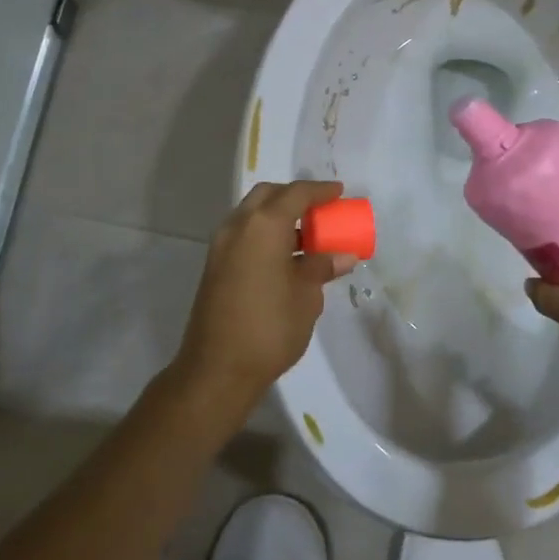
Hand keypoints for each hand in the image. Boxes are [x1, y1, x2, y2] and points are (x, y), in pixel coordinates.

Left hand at [175, 180, 354, 413]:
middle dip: (294, 197)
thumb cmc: (270, 328)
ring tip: (308, 235)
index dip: (320, 190)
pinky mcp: (215, 266)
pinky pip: (244, 235)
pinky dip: (265, 235)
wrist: (216, 369)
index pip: (295, 194)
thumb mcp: (306, 297)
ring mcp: (221, 245)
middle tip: (320, 210)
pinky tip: (285, 257)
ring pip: (252, 214)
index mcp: (263, 226)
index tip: (340, 192)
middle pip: (268, 196)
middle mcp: (238, 226)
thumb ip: (322, 268)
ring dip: (278, 216)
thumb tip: (343, 256)